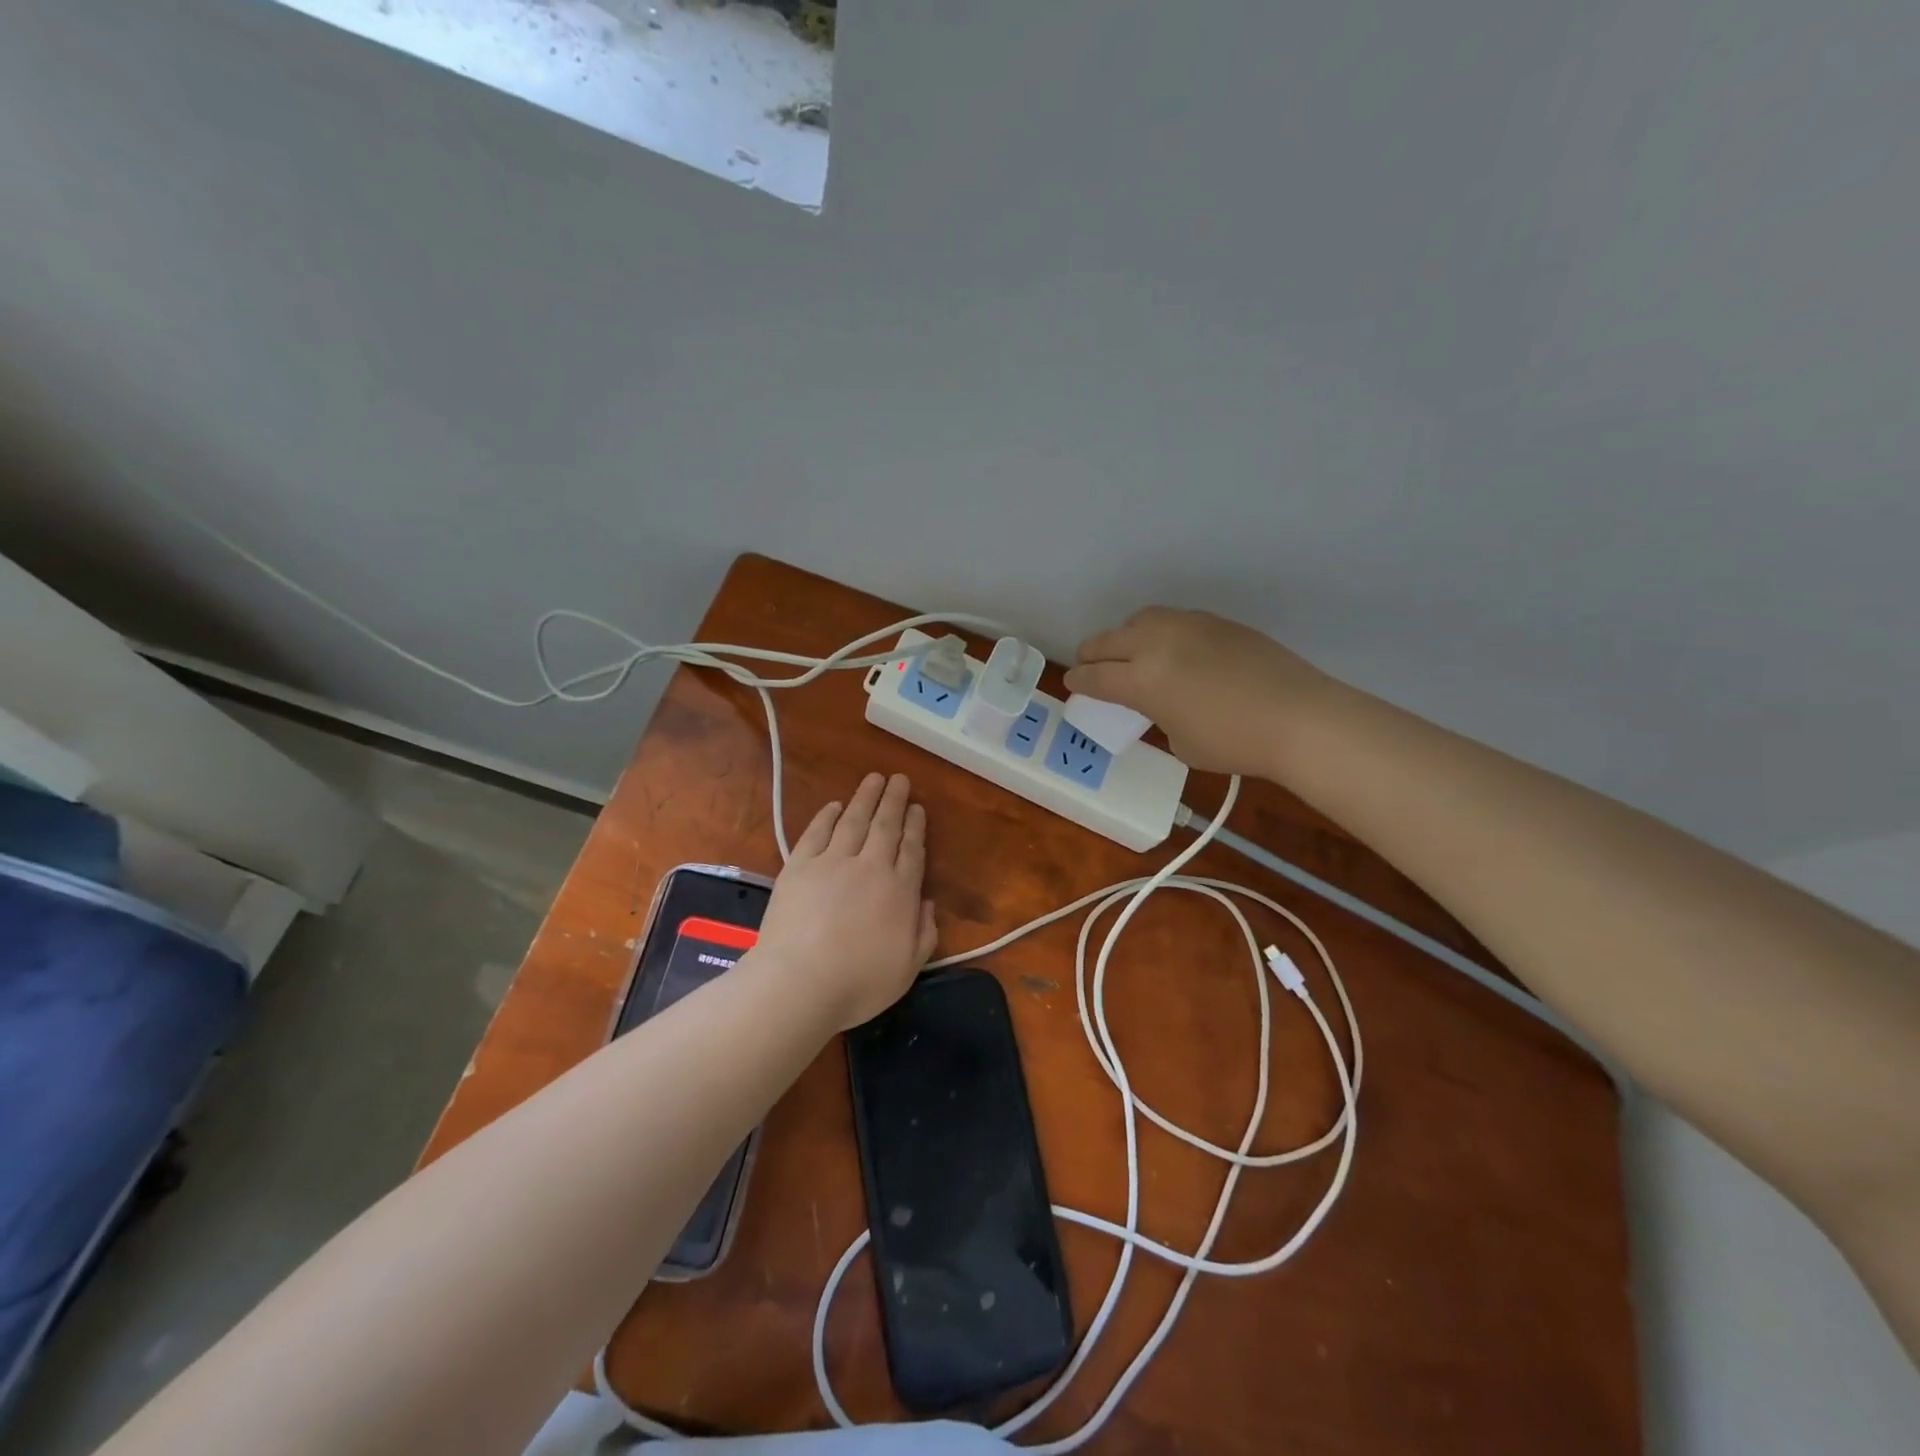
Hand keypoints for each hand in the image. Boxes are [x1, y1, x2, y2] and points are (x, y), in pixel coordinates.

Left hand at [751, 772, 937, 1031]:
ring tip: (874, 779)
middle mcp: (870, 867)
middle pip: (886, 826)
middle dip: (895, 801)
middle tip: (900, 780)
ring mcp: (832, 862)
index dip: (915, 827)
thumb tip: (926, 903)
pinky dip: (827, 816)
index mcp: (900, 891)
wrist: (800, 982)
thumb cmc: (858, 983)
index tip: (917, 809)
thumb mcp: (908, 969)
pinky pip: (817, 832)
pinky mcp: (800, 866)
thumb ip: (924, 933)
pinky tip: (835, 805)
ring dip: (865, 798)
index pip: (912, 850)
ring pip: (854, 820)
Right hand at [1063, 607, 1329, 776]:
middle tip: (1089, 665)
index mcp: (1142, 680)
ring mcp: (1187, 626)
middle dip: (1091, 655)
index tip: (1072, 683)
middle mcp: (1156, 644)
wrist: (1297, 717)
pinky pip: (1172, 620)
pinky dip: (1158, 631)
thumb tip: (1162, 703)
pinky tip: (1170, 648)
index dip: (1079, 682)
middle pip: (1107, 641)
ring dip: (1124, 636)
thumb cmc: (1234, 742)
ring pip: (1139, 620)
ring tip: (1129, 650)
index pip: (1095, 677)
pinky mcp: (1215, 621)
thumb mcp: (1181, 743)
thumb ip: (1159, 716)